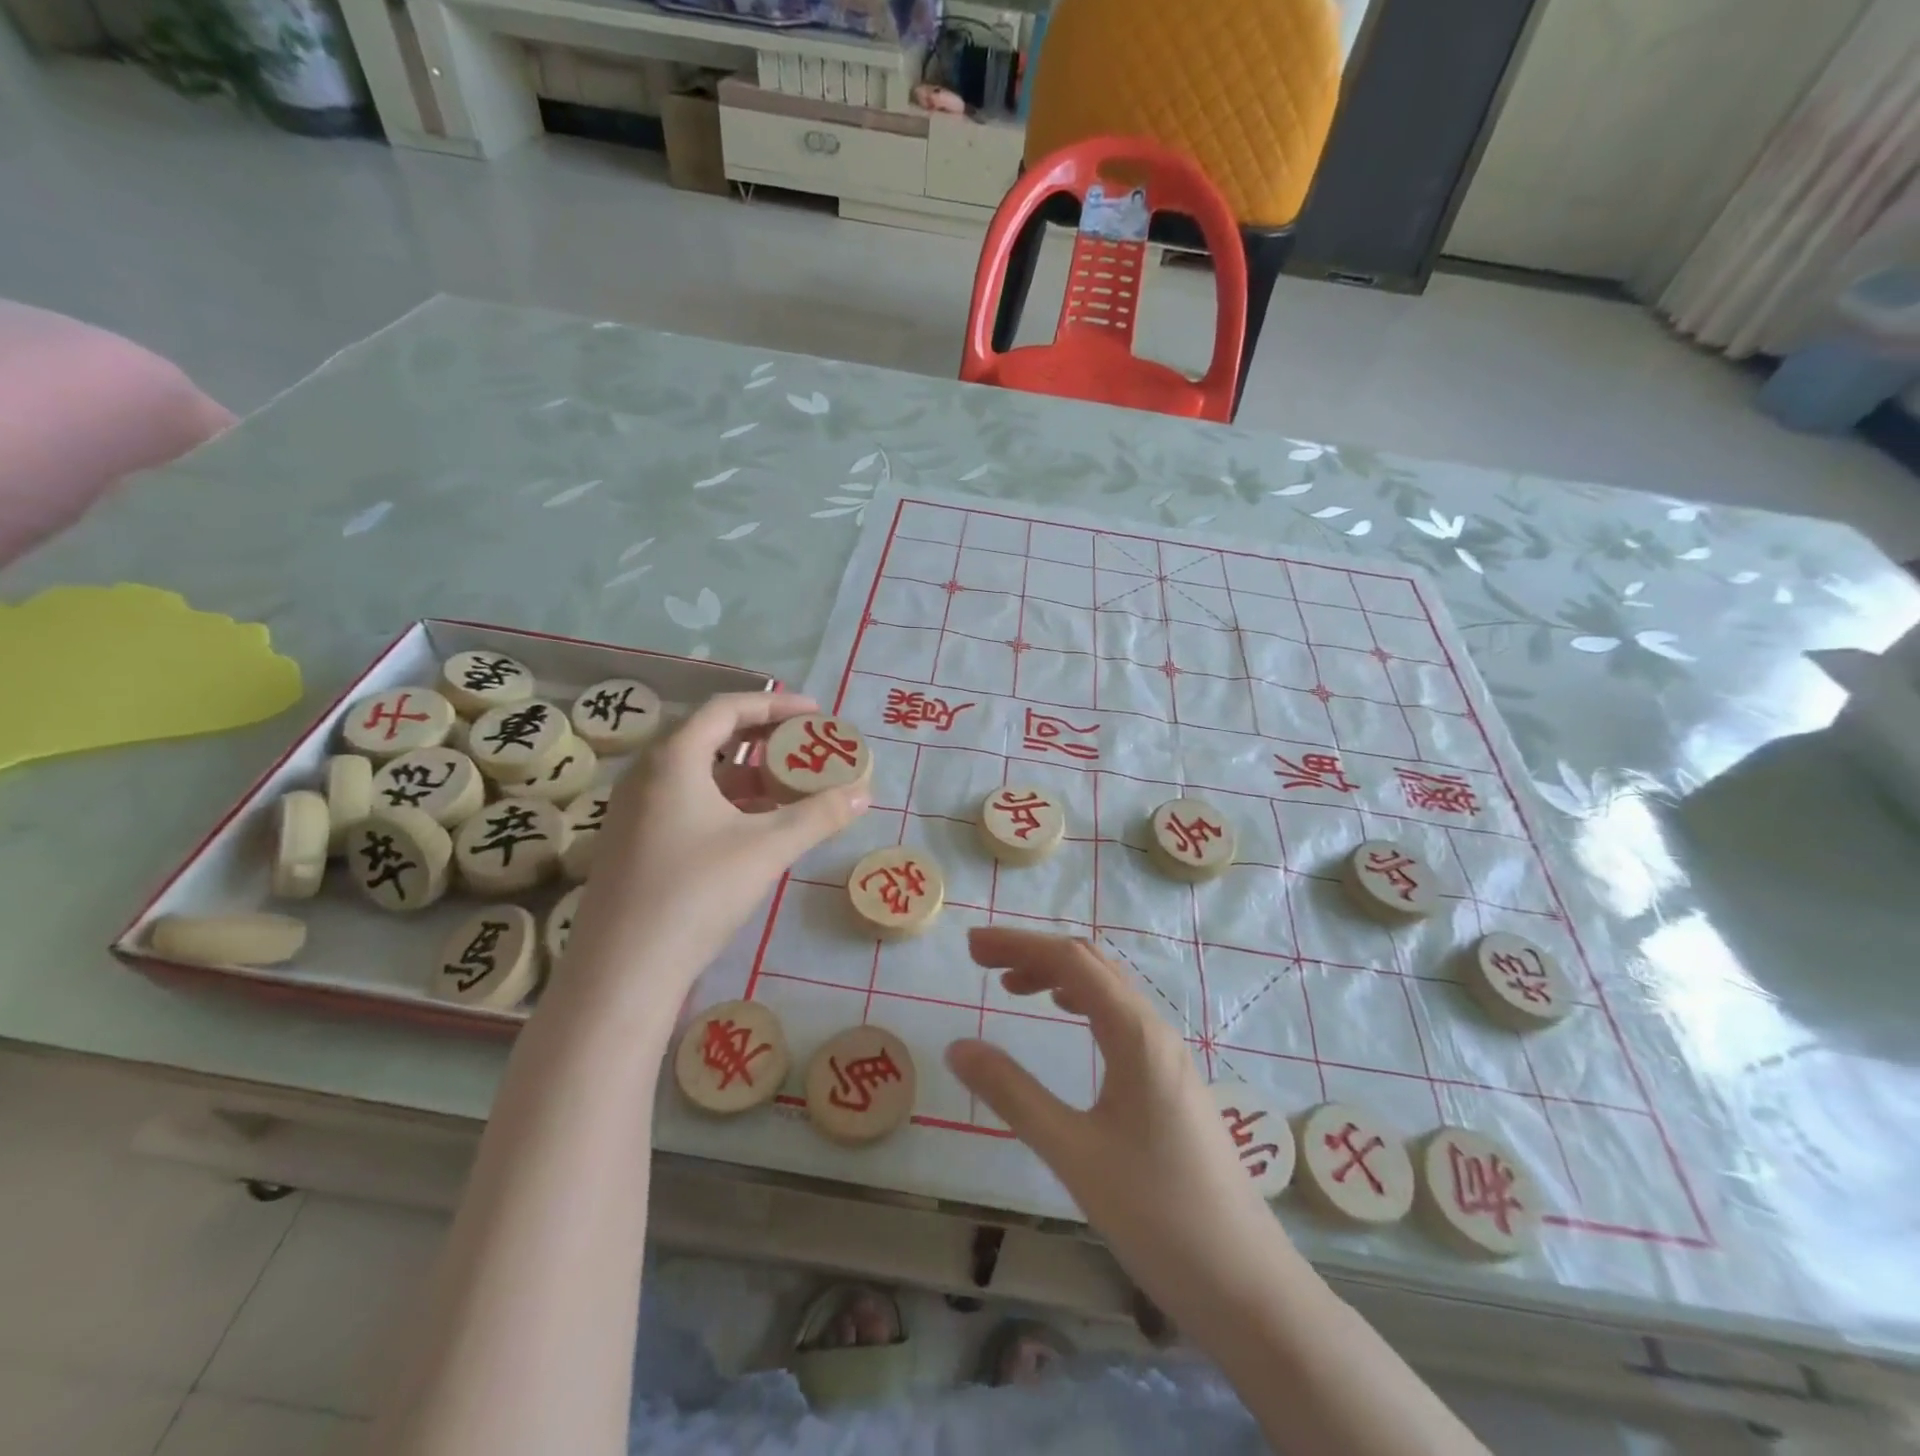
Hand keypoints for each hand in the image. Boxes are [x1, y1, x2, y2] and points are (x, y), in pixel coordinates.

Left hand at [559, 693, 868, 1007]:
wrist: (623, 970)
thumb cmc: (696, 892)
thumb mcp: (767, 849)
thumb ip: (818, 816)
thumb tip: (863, 793)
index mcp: (674, 759)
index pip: (727, 708)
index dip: (776, 704)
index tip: (815, 713)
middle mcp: (648, 774)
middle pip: (711, 736)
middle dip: (764, 738)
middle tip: (805, 747)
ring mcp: (634, 810)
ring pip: (699, 773)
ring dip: (746, 774)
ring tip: (789, 787)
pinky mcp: (633, 843)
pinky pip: (686, 802)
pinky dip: (725, 802)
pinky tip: (755, 827)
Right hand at [947, 929, 1293, 1340]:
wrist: (1246, 1286)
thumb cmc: (1158, 1214)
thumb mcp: (1073, 1152)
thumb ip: (1013, 1094)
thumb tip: (958, 1047)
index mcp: (1136, 1034)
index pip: (1071, 961)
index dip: (1019, 944)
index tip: (972, 946)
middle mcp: (1155, 1031)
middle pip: (1091, 965)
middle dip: (1035, 954)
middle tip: (983, 962)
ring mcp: (1167, 1057)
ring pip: (1107, 991)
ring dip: (1058, 977)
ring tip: (1013, 988)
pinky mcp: (1170, 1084)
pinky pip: (1119, 1019)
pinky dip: (1081, 1004)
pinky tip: (1066, 1022)